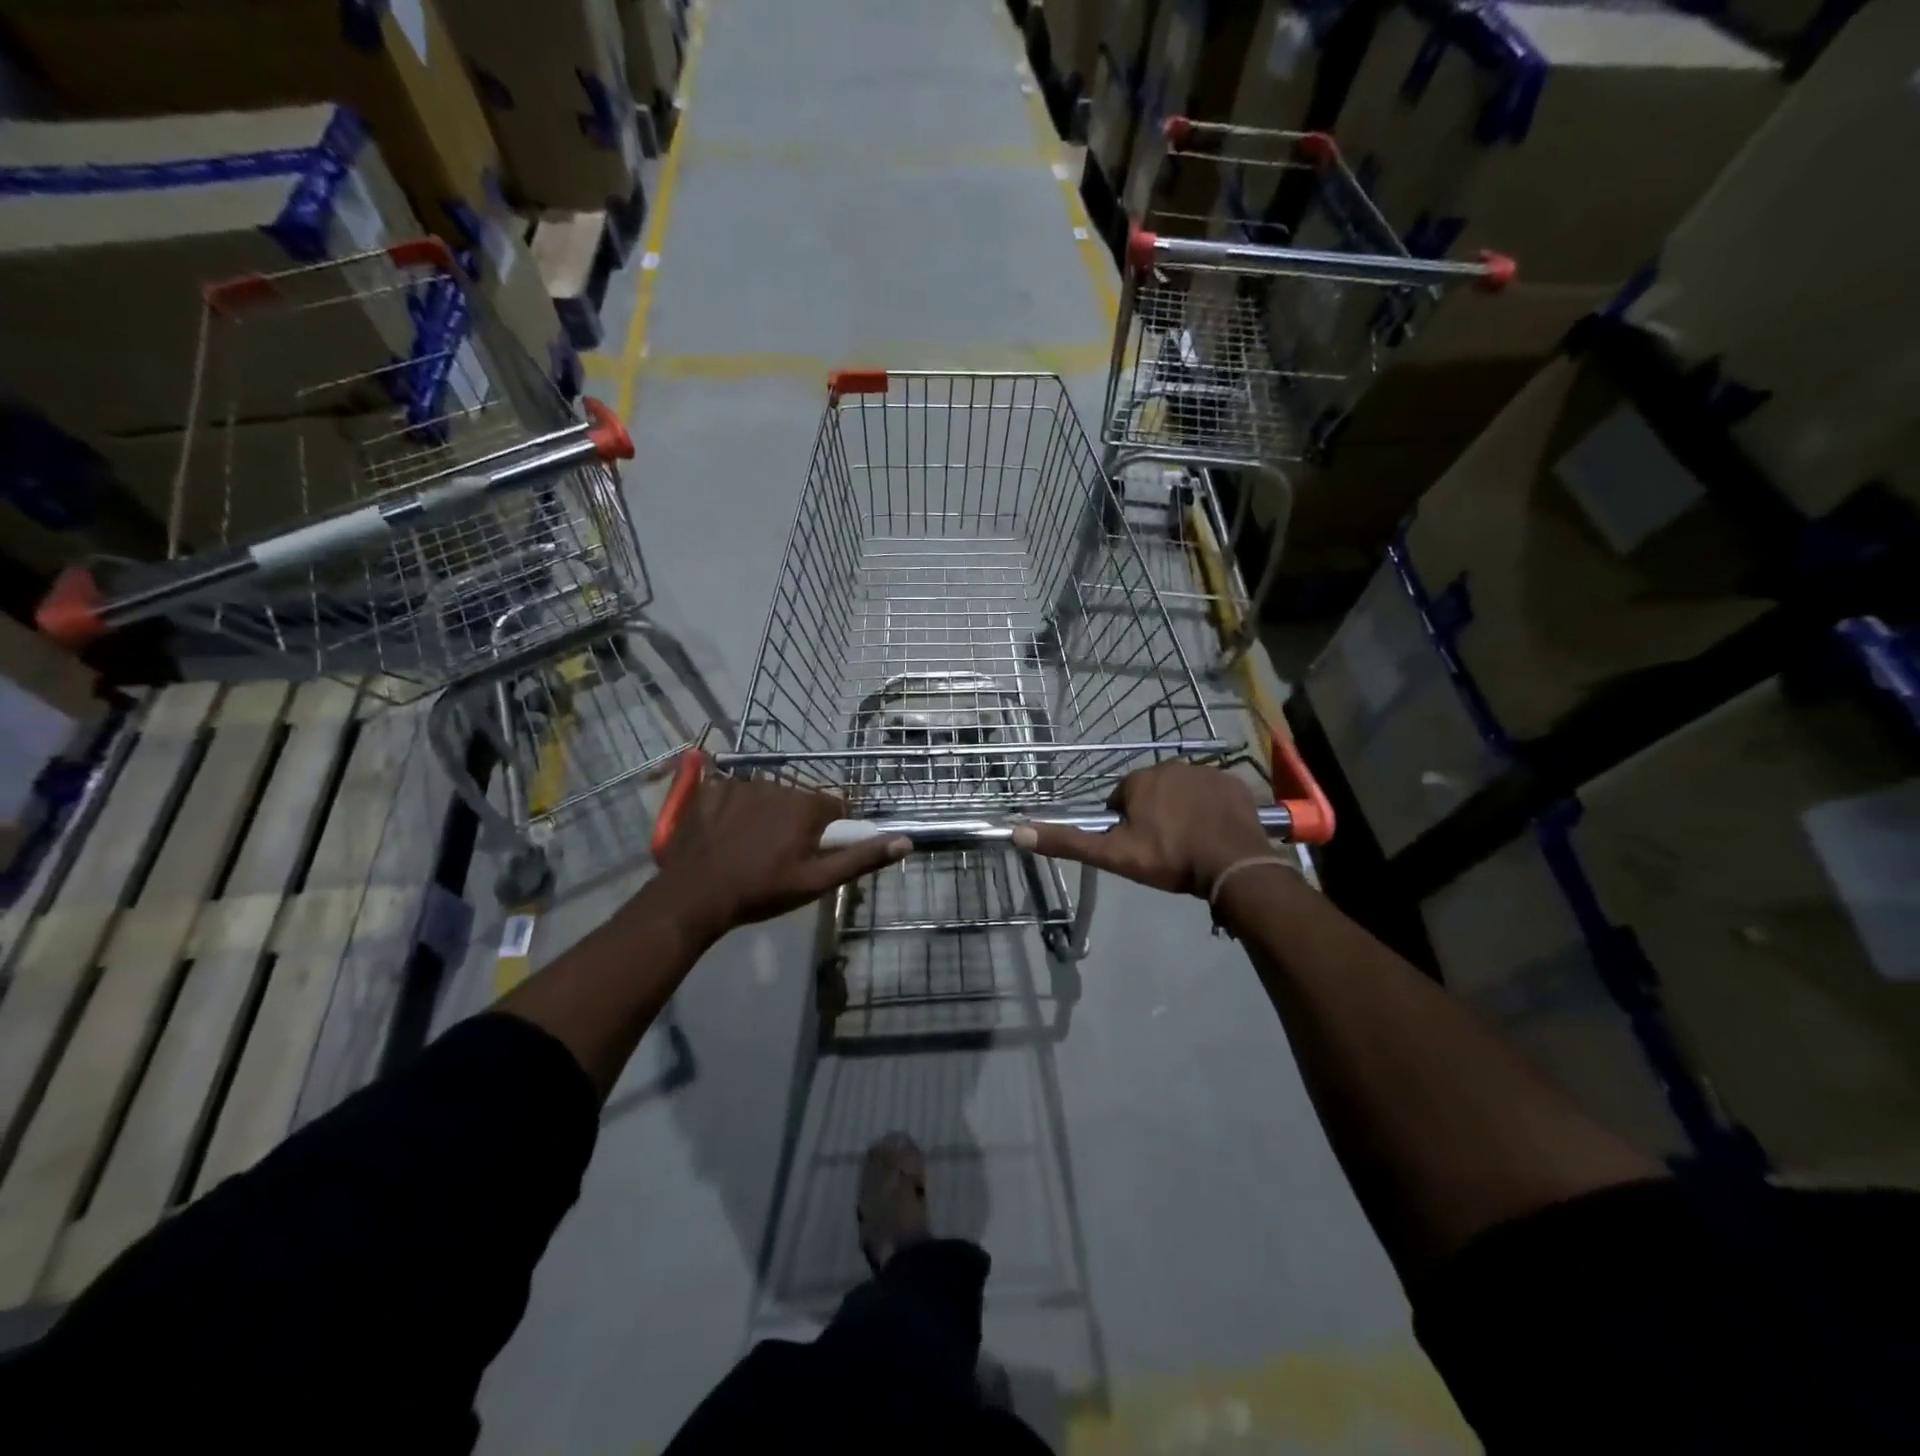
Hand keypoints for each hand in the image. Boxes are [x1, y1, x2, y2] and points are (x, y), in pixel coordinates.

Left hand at [654, 775, 909, 940]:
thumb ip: (861, 858)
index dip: (829, 833)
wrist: (695, 895)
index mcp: (806, 805)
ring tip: (749, 849)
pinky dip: (735, 810)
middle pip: (801, 801)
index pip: (835, 809)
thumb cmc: (762, 890)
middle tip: (780, 857)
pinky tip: (725, 835)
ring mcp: (741, 784)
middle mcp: (778, 784)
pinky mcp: (711, 789)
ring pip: (769, 796)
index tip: (813, 855)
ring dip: (767, 815)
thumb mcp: (817, 881)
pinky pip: (734, 793)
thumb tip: (905, 841)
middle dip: (797, 824)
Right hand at [1013, 763, 1272, 896]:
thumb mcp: (1113, 855)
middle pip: (1153, 793)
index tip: (1139, 848)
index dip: (1126, 826)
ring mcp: (1206, 772)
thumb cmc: (1170, 859)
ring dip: (1182, 811)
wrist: (1233, 865)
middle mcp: (1170, 766)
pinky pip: (1213, 794)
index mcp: (1139, 780)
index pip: (1122, 800)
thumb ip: (1068, 842)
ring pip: (1183, 793)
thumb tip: (1018, 832)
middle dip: (1155, 816)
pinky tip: (1214, 833)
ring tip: (1191, 844)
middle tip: (1165, 849)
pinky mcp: (1233, 783)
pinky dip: (1210, 809)